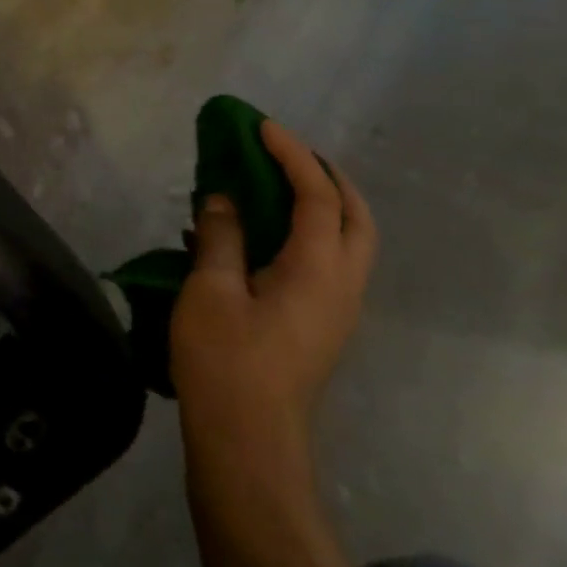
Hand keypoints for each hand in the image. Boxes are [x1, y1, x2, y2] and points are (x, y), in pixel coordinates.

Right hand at [169, 120, 375, 491]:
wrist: (247, 440)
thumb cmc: (226, 360)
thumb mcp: (212, 289)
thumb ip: (222, 236)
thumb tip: (224, 199)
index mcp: (319, 271)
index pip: (317, 196)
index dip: (292, 155)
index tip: (261, 126)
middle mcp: (342, 286)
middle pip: (354, 216)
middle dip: (325, 176)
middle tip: (284, 152)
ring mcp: (334, 309)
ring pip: (345, 241)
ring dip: (318, 203)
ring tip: (272, 183)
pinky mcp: (318, 325)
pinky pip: (323, 262)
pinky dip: (301, 232)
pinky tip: (254, 234)